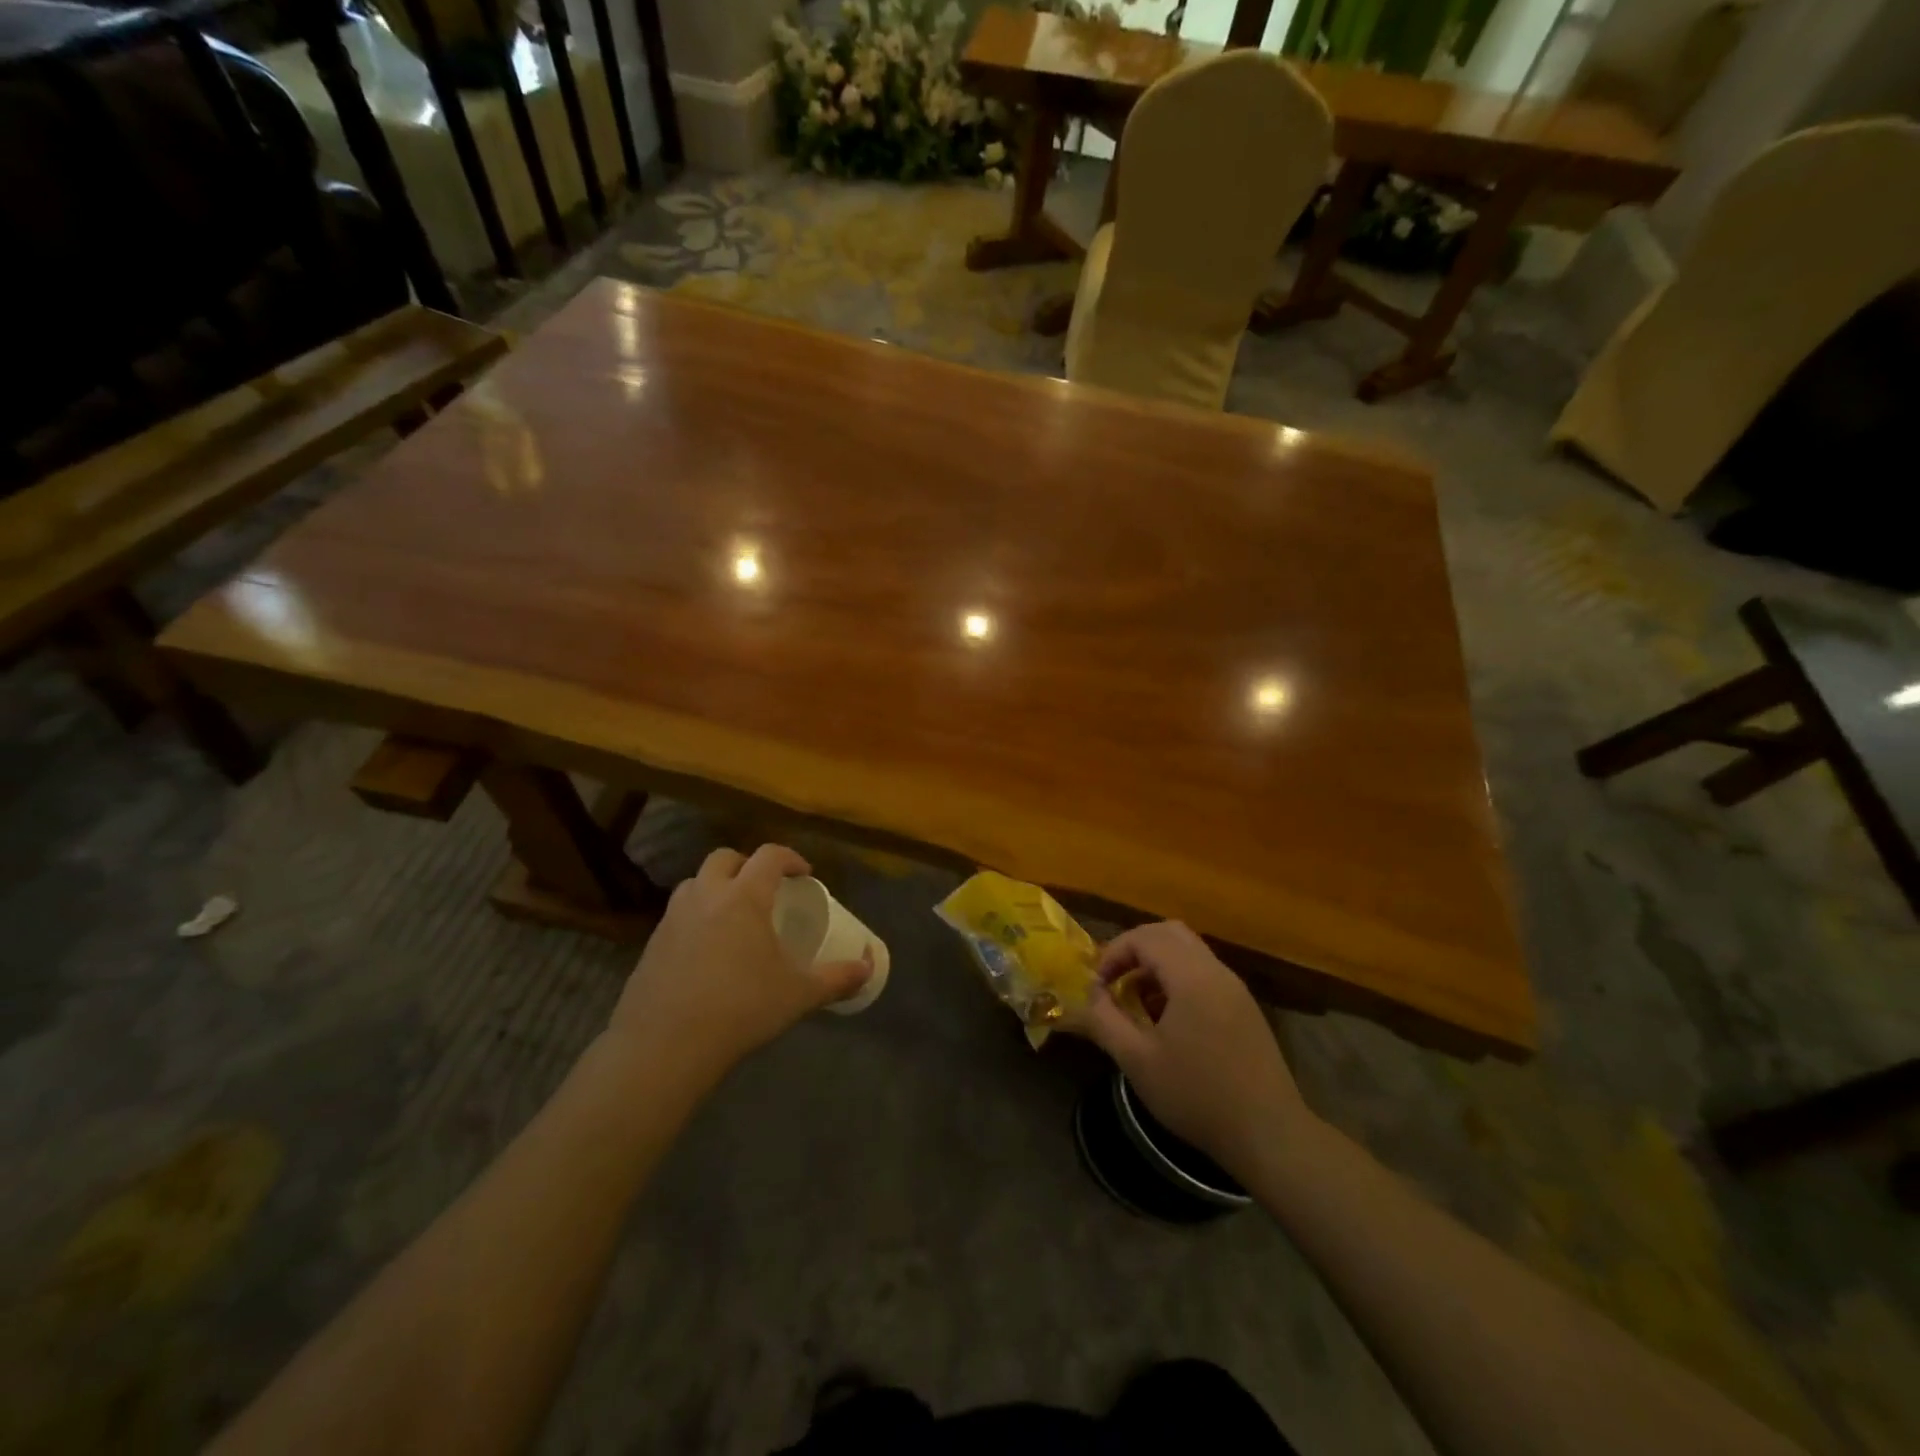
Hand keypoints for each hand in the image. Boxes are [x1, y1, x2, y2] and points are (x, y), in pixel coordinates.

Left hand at [605, 845, 870, 1080]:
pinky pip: (676, 915)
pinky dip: (695, 918)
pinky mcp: (650, 944)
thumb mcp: (798, 994)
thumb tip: (869, 968)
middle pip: (724, 858)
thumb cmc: (740, 1009)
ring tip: (733, 915)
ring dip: (716, 887)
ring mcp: (672, 919)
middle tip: (764, 888)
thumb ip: (837, 978)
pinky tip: (706, 951)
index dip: (790, 858)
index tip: (804, 874)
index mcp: (743, 897)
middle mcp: (705, 896)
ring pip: (694, 883)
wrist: (664, 1046)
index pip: (769, 856)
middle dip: (747, 864)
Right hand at [1071, 921, 1312, 1173]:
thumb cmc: (1197, 1095)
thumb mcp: (1137, 1061)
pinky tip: (1168, 1020)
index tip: (1098, 986)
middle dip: (1135, 949)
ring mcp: (1235, 989)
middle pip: (1169, 933)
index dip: (1114, 953)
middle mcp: (1216, 972)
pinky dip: (1178, 979)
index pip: (1145, 937)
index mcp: (1191, 977)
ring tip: (1138, 1002)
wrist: (1269, 1134)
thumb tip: (1092, 994)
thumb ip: (1105, 1020)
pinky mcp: (1245, 1008)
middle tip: (1115, 980)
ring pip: (1189, 951)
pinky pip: (1205, 973)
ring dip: (1157, 964)